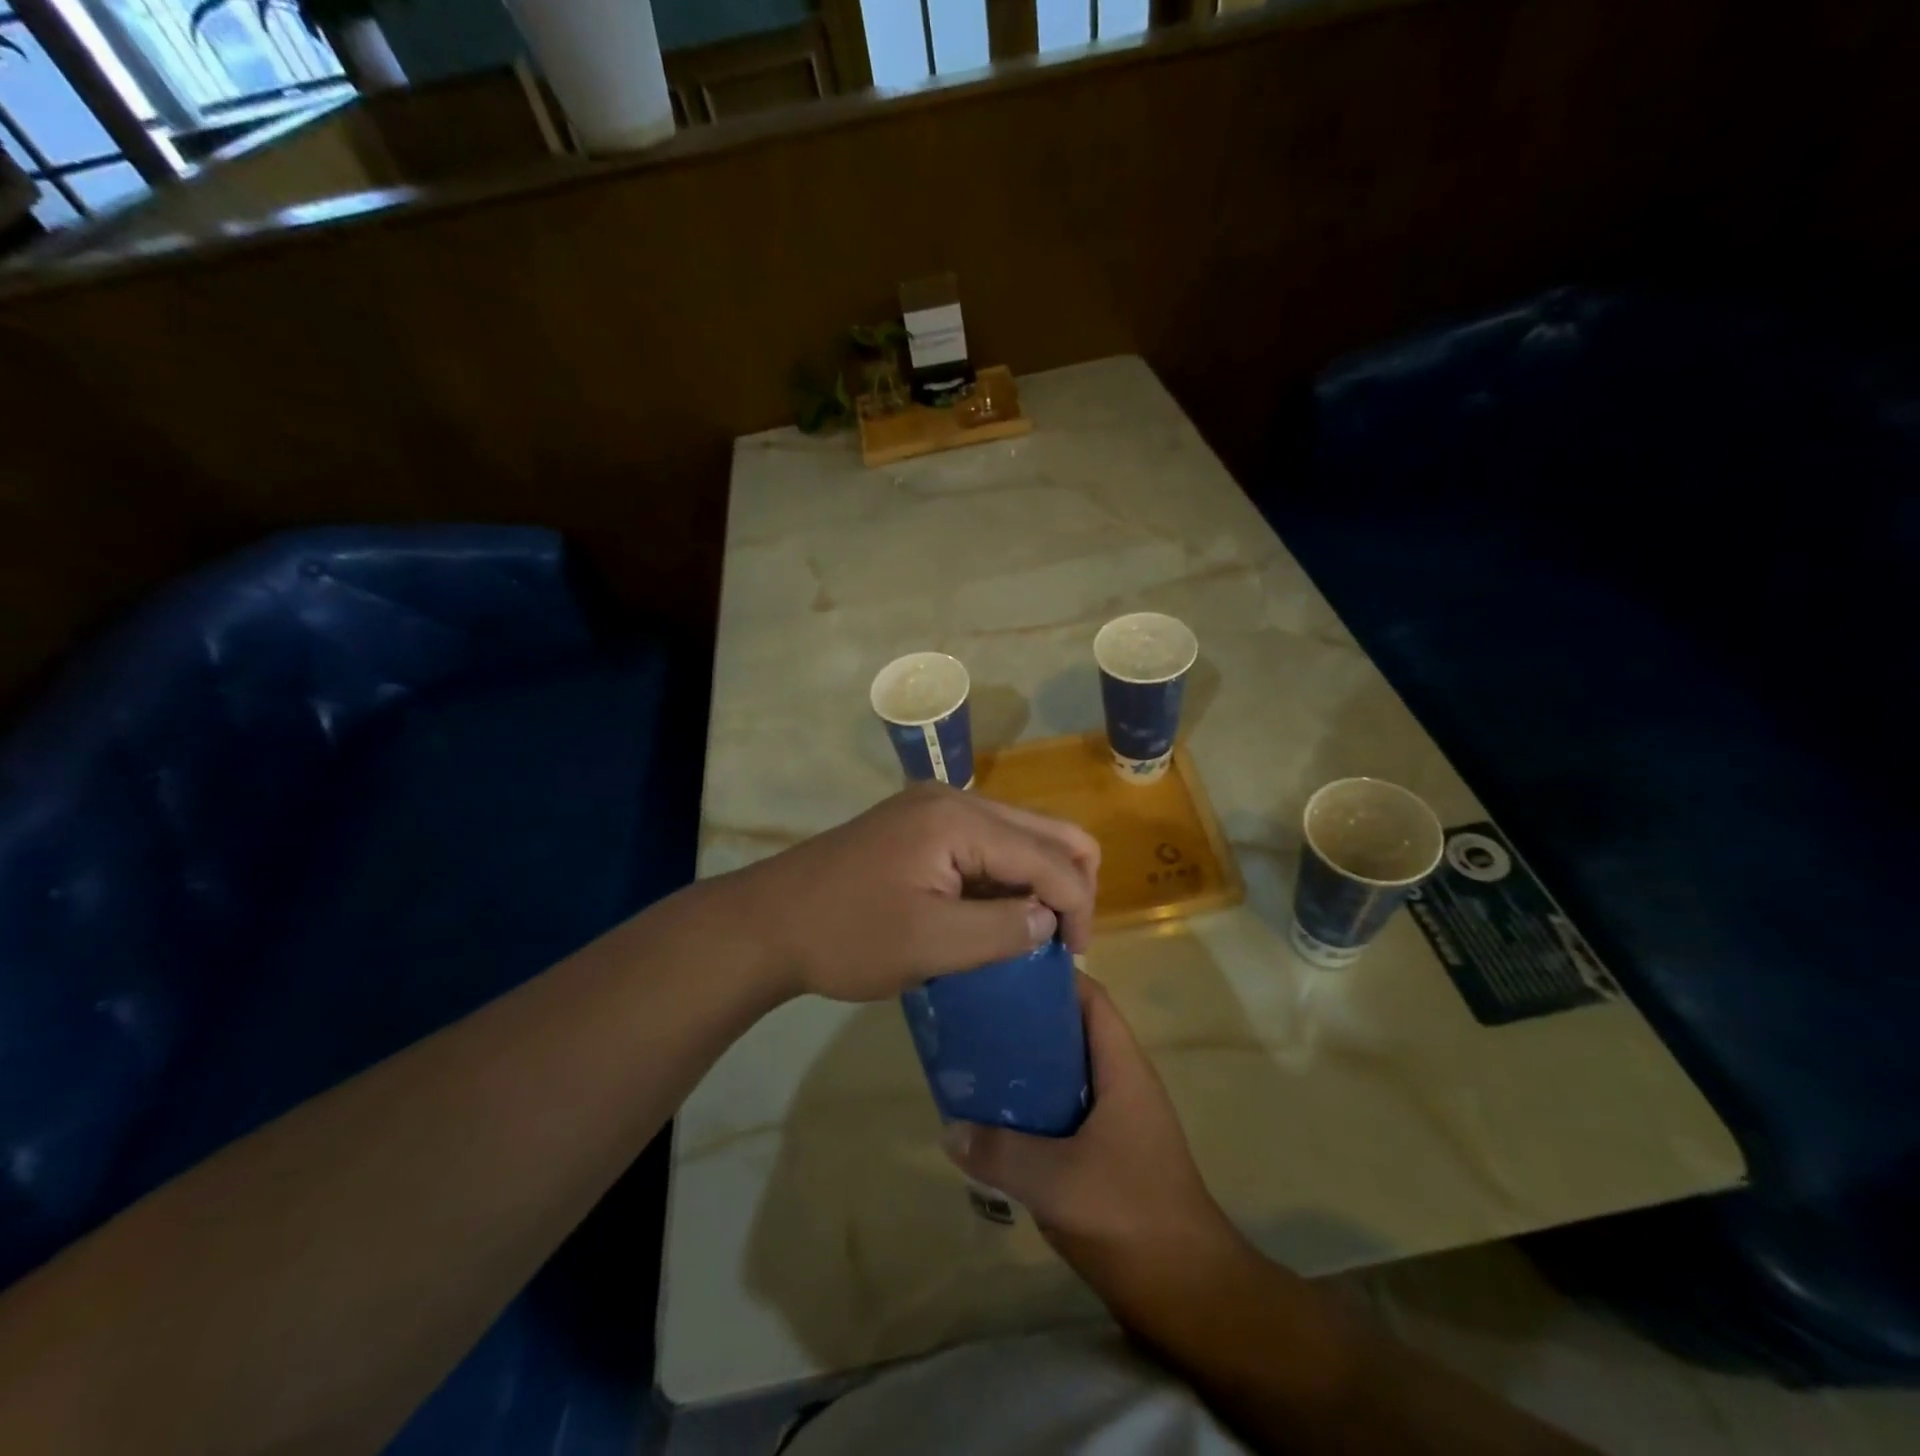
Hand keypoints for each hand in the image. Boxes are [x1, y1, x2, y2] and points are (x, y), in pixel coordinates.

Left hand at [728, 784, 1099, 1002]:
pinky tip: (998, 912)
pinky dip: (1004, 875)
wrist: (767, 923)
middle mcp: (954, 799)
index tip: (1076, 956)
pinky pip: (985, 843)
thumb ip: (1003, 931)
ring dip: (1036, 879)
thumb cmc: (847, 937)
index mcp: (959, 820)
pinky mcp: (920, 824)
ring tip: (1033, 932)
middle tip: (1064, 939)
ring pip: (1017, 835)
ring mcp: (934, 807)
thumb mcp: (931, 945)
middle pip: (1043, 830)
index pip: (1048, 856)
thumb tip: (1050, 919)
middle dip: (1067, 883)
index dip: (1076, 905)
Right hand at [941, 971, 1233, 1291]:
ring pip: (1068, 1073)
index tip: (1004, 972)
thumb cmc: (1130, 1216)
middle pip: (1074, 1031)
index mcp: (1123, 1068)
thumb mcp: (1057, 1181)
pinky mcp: (1109, 1152)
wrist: (1190, 1293)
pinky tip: (1000, 1120)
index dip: (1052, 978)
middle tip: (978, 1018)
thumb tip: (948, 1127)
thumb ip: (1000, 1152)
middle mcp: (1123, 1083)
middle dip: (1029, 1021)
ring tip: (979, 1062)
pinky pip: (1067, 1110)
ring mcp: (1118, 1119)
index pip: (1091, 998)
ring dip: (1029, 1066)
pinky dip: (1036, 1105)